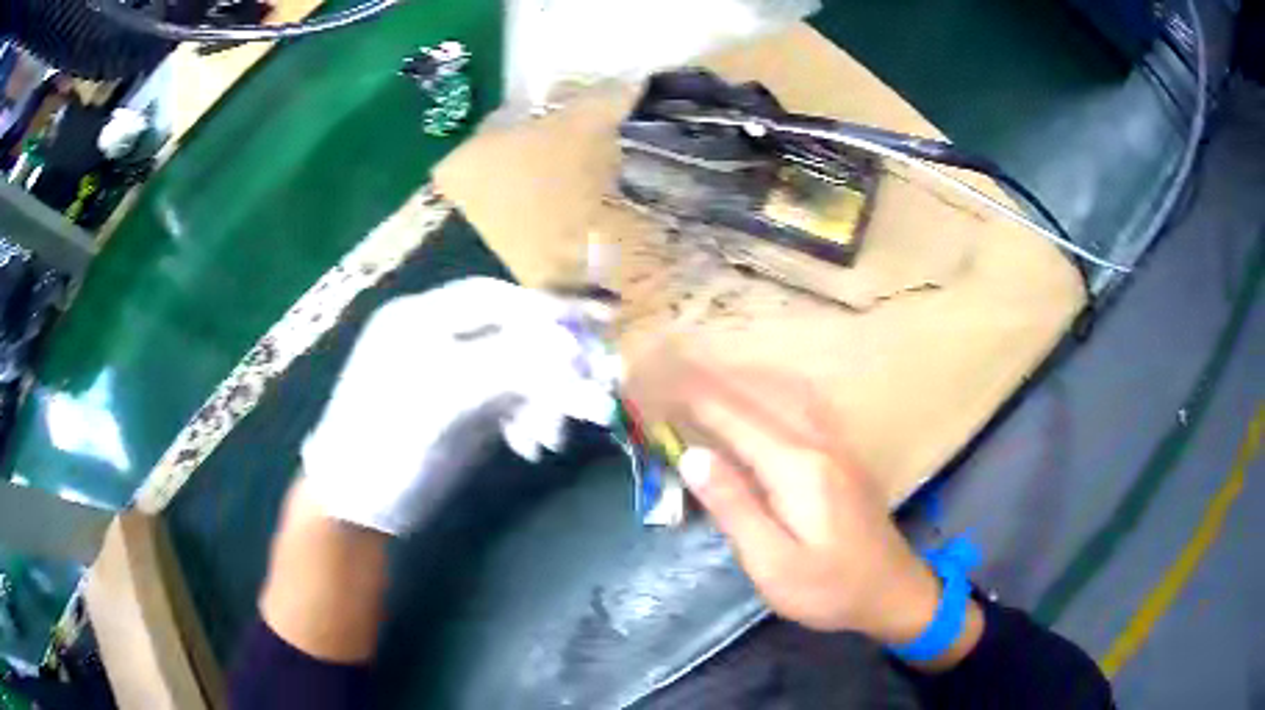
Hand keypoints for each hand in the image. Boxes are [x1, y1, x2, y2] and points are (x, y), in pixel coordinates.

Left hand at [301, 278, 618, 535]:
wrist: (358, 506)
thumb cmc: (387, 443)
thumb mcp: (442, 398)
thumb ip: (507, 364)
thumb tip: (573, 345)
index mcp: (421, 318)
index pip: (493, 298)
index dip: (543, 310)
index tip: (593, 330)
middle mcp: (439, 337)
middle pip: (512, 334)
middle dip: (552, 365)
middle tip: (594, 392)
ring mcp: (454, 374)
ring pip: (518, 371)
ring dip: (545, 400)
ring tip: (552, 439)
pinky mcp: (465, 409)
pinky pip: (512, 401)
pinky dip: (530, 419)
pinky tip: (532, 446)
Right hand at [675, 391, 946, 646]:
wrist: (892, 591)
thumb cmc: (828, 587)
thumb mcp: (772, 563)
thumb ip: (734, 507)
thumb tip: (693, 456)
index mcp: (797, 467)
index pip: (735, 419)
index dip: (693, 399)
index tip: (657, 382)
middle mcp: (818, 443)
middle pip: (758, 398)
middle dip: (712, 382)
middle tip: (671, 370)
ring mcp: (836, 445)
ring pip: (783, 395)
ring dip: (741, 381)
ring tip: (705, 374)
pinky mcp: (842, 456)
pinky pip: (801, 406)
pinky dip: (771, 391)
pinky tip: (763, 393)